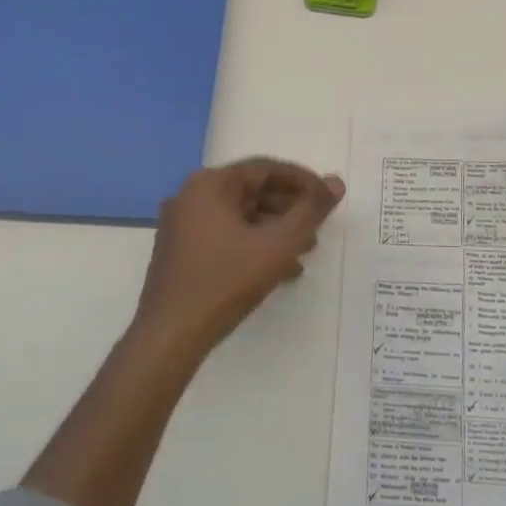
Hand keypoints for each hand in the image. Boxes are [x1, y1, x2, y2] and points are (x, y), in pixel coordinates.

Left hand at [132, 158, 345, 358]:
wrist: (169, 337)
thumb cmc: (225, 281)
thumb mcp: (277, 245)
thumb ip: (310, 212)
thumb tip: (336, 183)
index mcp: (210, 184)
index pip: (265, 168)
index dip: (303, 181)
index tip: (329, 197)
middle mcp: (192, 196)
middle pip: (252, 191)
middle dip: (290, 208)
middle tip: (319, 225)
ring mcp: (183, 225)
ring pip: (241, 216)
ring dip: (275, 229)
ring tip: (306, 250)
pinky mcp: (181, 252)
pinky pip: (226, 235)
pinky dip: (254, 244)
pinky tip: (280, 269)